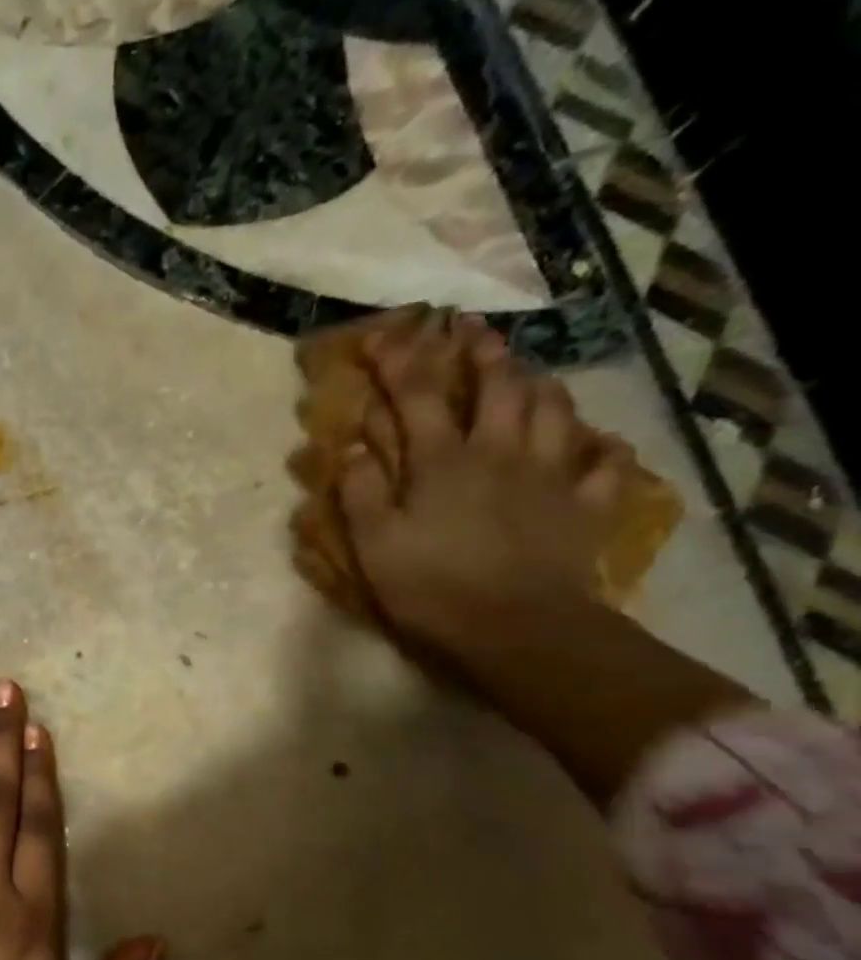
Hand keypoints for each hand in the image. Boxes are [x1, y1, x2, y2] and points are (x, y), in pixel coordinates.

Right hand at [340, 312, 631, 650]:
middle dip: (481, 352)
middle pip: (498, 386)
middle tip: (472, 330)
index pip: (416, 395)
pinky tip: (594, 442)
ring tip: (528, 373)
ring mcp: (551, 475)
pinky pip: (604, 462)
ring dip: (538, 383)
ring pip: (554, 409)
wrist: (516, 629)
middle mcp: (500, 452)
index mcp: (443, 461)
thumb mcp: (374, 544)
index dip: (398, 360)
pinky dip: (599, 446)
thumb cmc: (431, 586)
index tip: (382, 334)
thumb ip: (361, 491)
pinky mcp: (586, 505)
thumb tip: (354, 447)